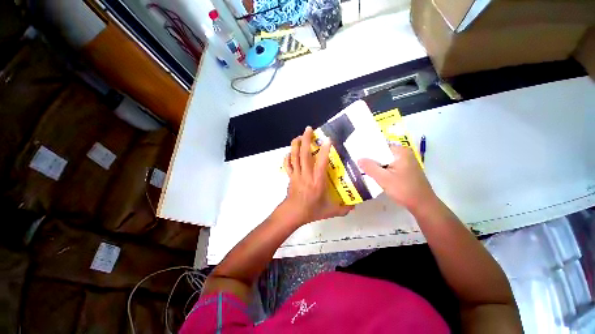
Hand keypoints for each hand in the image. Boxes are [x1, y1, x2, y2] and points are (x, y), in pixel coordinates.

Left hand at [282, 127, 353, 224]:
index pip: (321, 163)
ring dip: (296, 145)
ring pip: (295, 157)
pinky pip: (288, 165)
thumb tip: (354, 207)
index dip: (324, 151)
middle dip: (306, 140)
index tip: (328, 140)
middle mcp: (306, 175)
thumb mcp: (330, 211)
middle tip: (309, 129)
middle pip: (304, 155)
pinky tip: (289, 152)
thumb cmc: (311, 211)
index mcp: (317, 181)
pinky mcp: (290, 177)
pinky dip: (287, 157)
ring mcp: (297, 174)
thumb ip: (343, 209)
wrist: (292, 214)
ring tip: (299, 136)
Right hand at [358, 145, 436, 211]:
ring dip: (375, 165)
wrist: (423, 205)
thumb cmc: (404, 190)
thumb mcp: (384, 179)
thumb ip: (370, 168)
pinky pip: (389, 166)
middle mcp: (403, 154)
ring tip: (362, 168)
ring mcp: (405, 162)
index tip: (356, 155)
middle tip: (357, 162)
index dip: (367, 150)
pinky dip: (381, 169)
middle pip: (382, 153)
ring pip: (385, 160)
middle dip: (370, 159)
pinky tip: (373, 174)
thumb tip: (358, 159)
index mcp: (400, 152)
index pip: (379, 146)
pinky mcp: (404, 169)